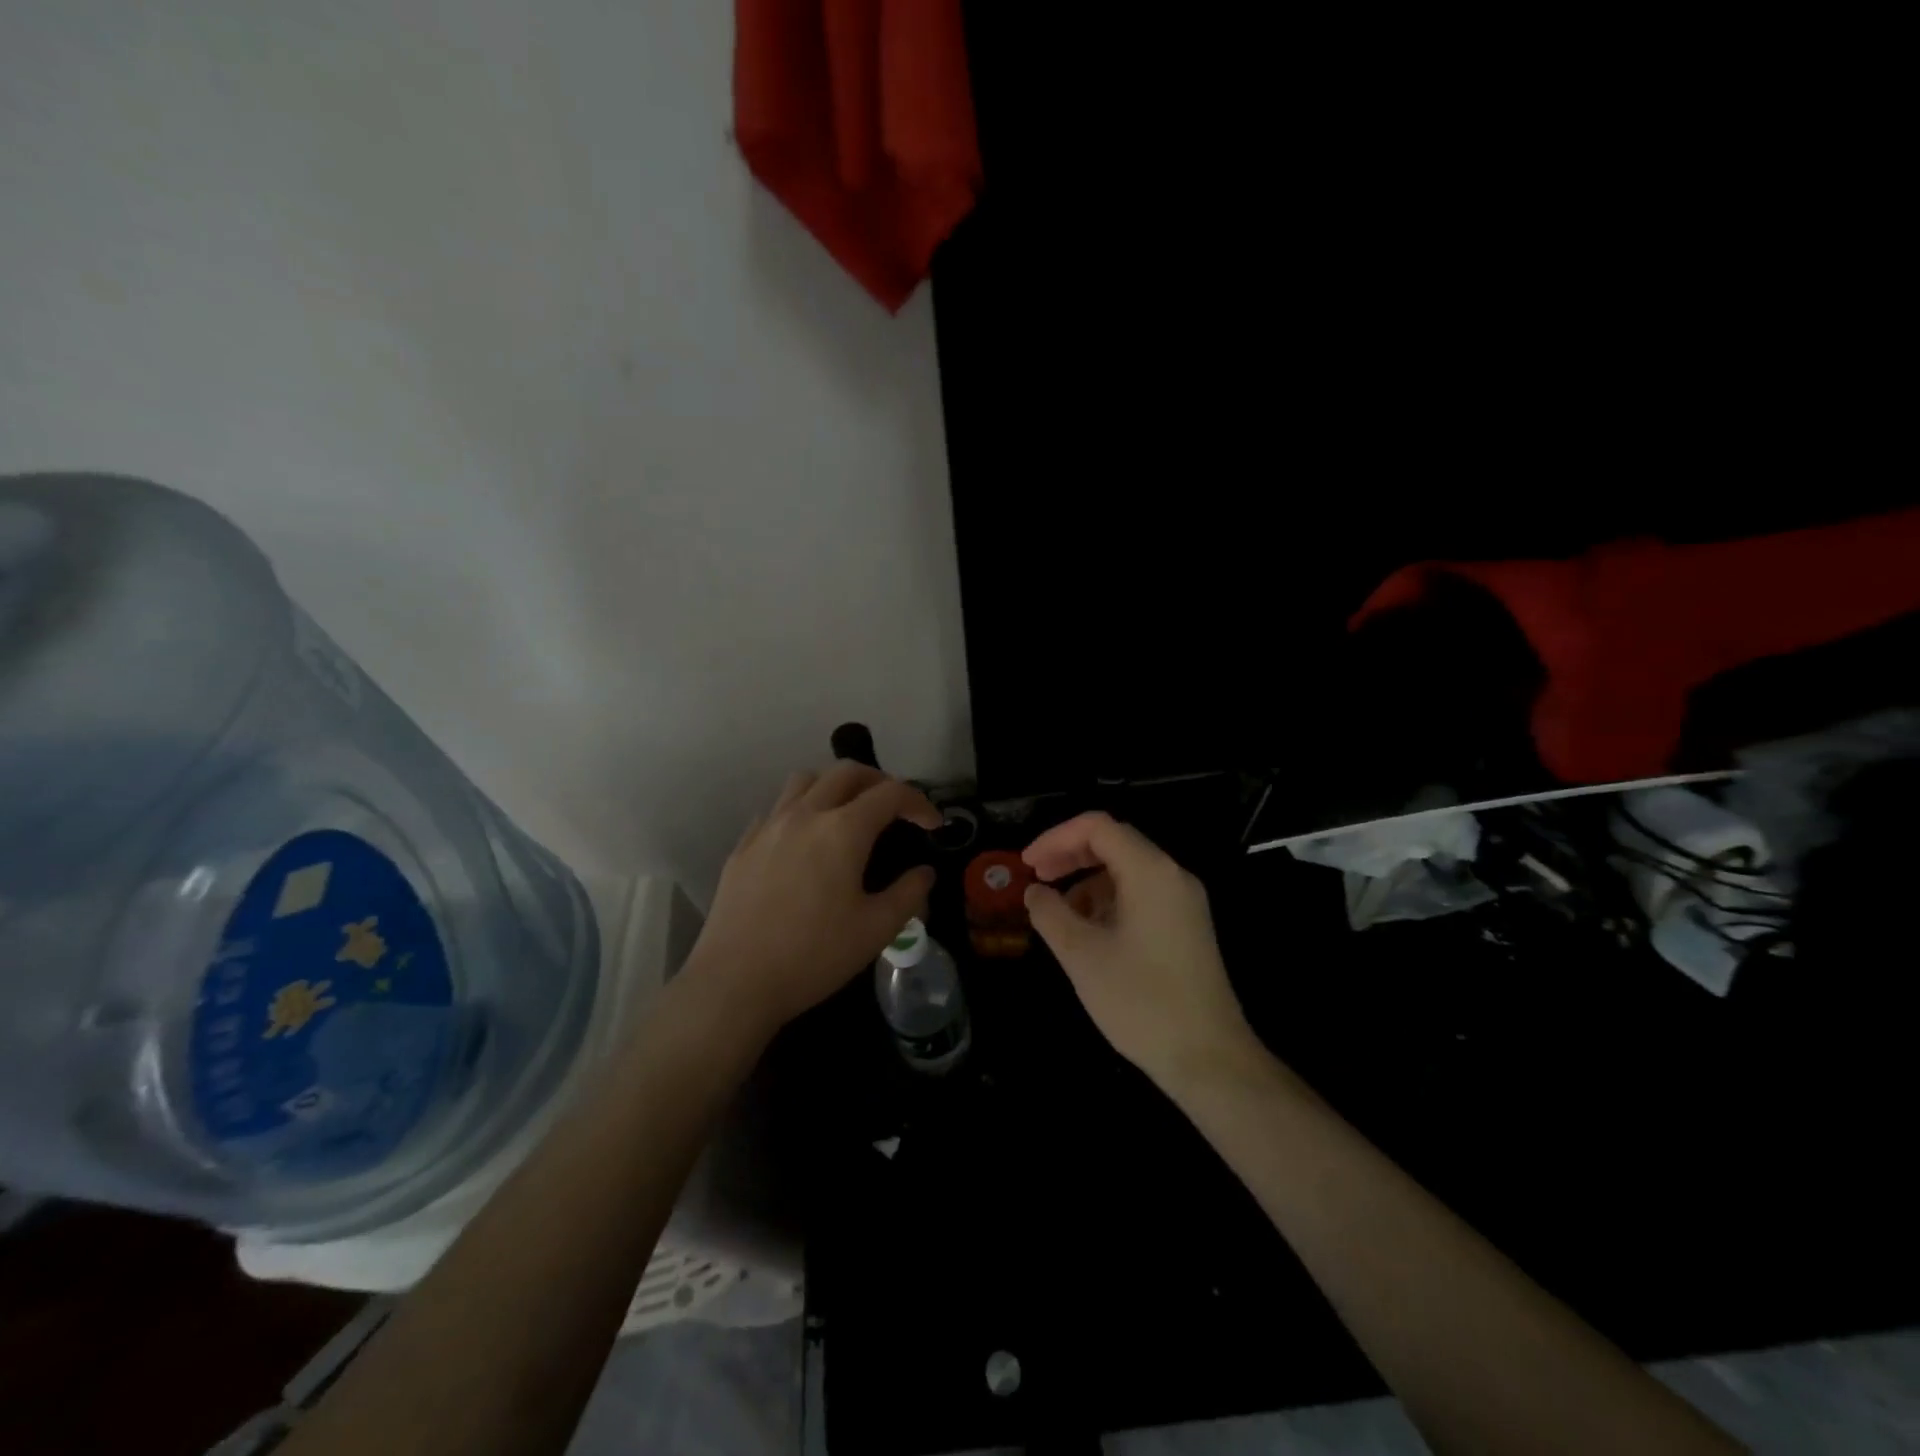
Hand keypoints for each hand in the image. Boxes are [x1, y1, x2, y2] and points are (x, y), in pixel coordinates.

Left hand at [687, 764, 942, 1037]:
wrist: (735, 982)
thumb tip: (924, 872)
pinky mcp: (743, 845)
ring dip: (835, 786)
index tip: (933, 825)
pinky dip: (800, 810)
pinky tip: (804, 842)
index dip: (919, 802)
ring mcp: (768, 827)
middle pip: (846, 772)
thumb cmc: (814, 955)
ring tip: (848, 813)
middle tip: (895, 808)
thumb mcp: (876, 930)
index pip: (890, 794)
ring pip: (805, 781)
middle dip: (879, 781)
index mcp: (843, 830)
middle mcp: (805, 814)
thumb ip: (909, 894)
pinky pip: (777, 809)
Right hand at [1022, 812, 1256, 1095]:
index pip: (1097, 827)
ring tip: (1059, 913)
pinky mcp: (1186, 926)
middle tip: (1036, 878)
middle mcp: (1172, 876)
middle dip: (1070, 855)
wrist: (1208, 1058)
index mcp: (1150, 872)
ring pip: (1127, 870)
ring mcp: (1184, 901)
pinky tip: (1089, 932)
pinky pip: (1141, 894)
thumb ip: (1050, 913)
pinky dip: (1108, 900)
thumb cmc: (1140, 1001)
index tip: (1026, 864)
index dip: (1055, 838)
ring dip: (1087, 881)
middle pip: (1114, 842)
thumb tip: (1035, 892)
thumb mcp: (1081, 955)